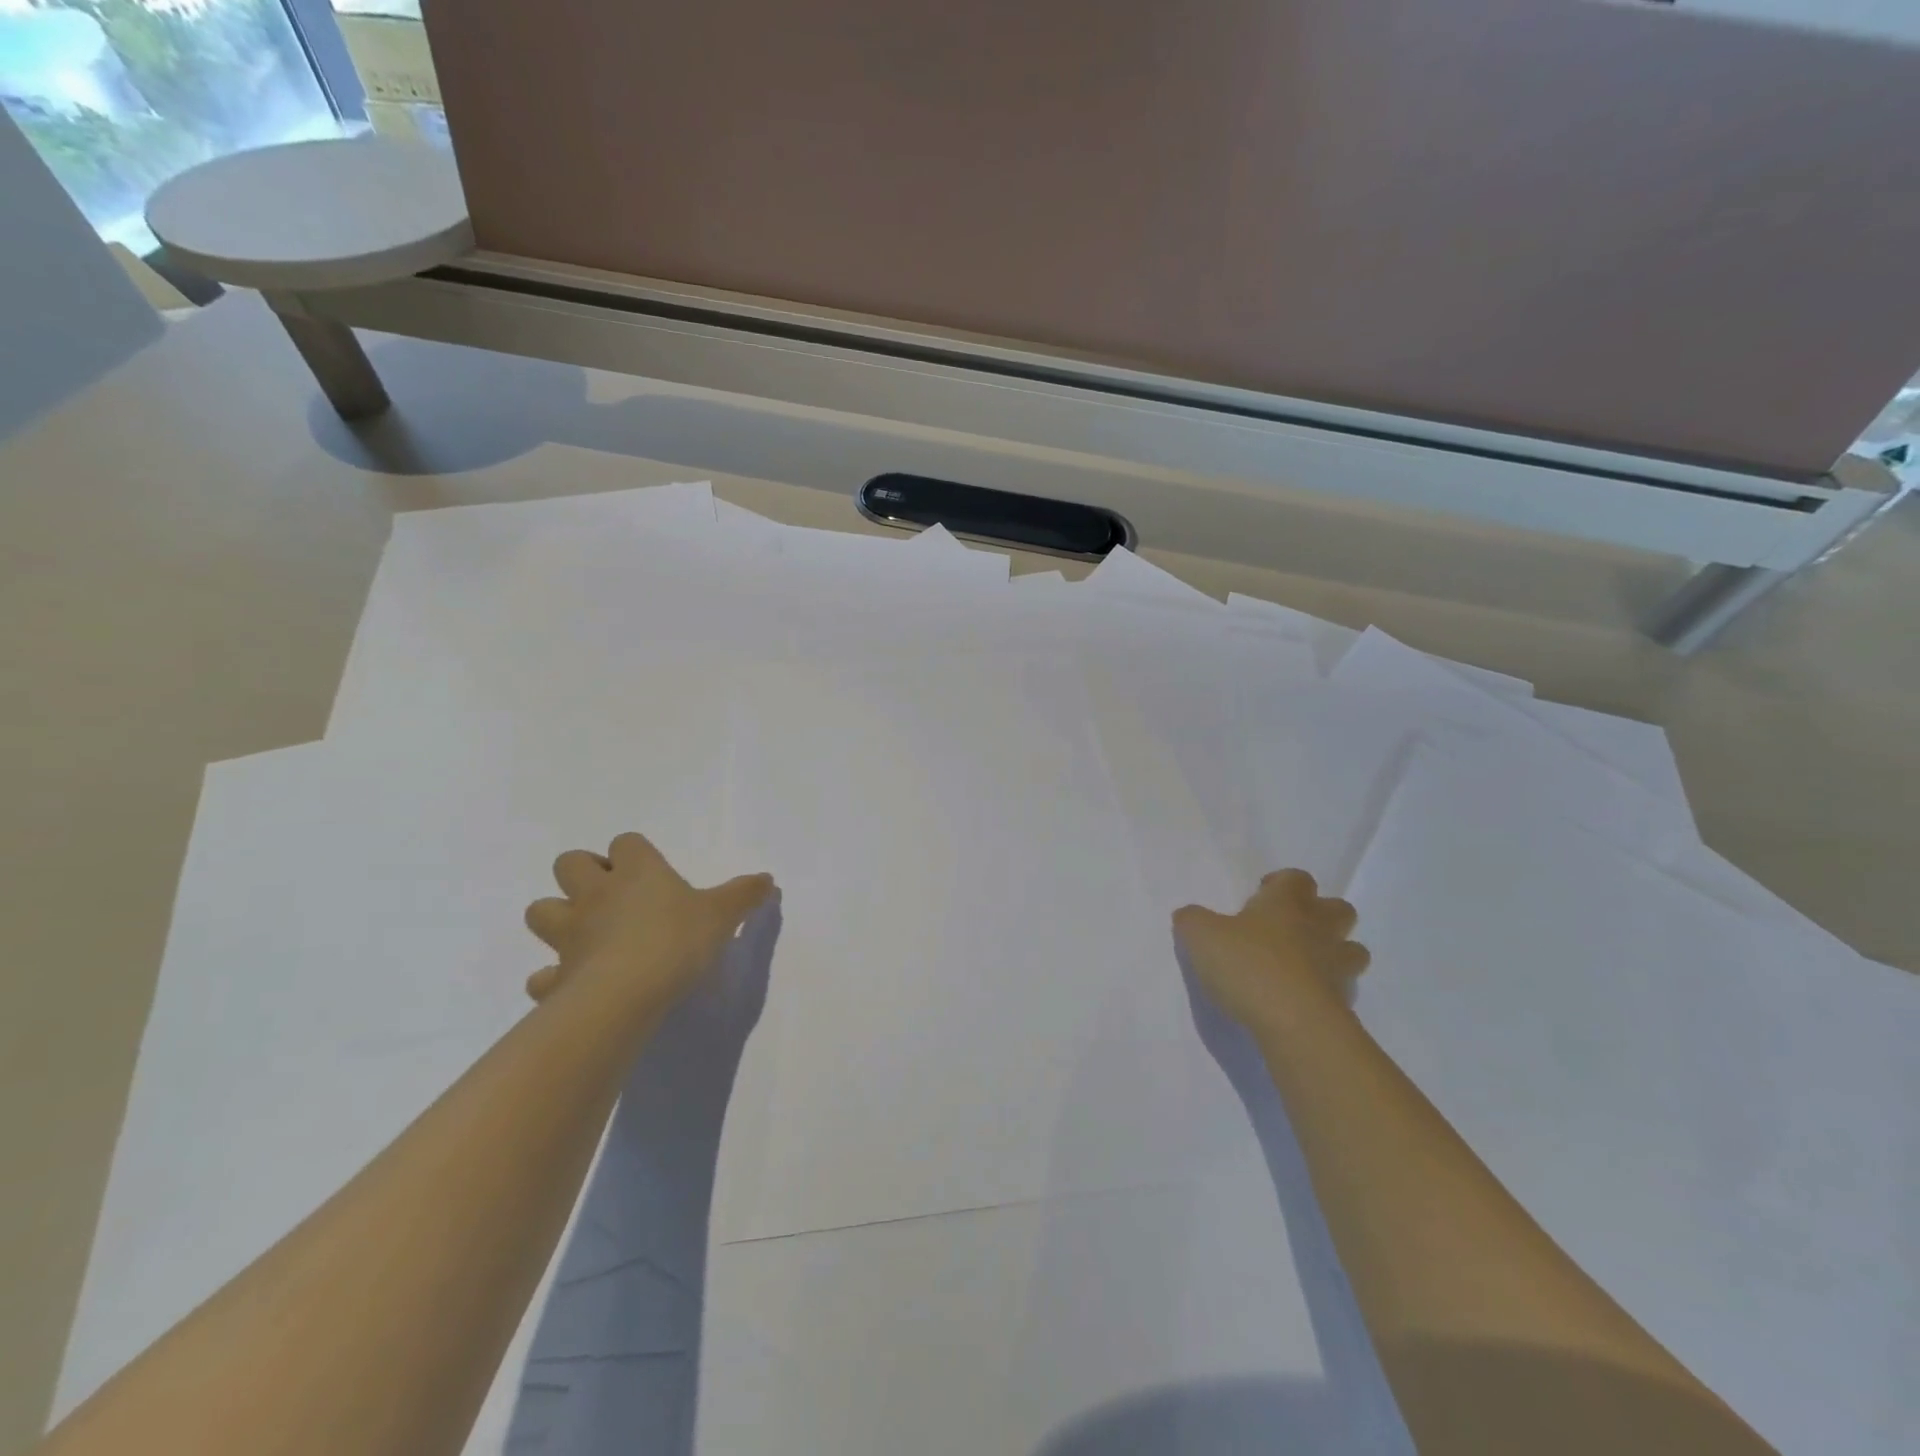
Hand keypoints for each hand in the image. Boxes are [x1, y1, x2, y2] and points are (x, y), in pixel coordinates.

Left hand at [523, 832, 774, 1013]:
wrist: (627, 994)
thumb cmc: (678, 940)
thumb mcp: (722, 914)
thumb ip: (745, 895)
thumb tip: (768, 878)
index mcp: (638, 872)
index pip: (626, 842)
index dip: (633, 853)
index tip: (650, 871)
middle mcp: (597, 895)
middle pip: (569, 863)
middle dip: (582, 873)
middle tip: (611, 895)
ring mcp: (570, 934)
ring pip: (541, 910)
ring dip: (557, 917)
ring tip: (585, 934)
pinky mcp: (558, 976)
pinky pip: (543, 975)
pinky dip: (553, 978)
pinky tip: (572, 985)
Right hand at [1173, 869, 1369, 1029]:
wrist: (1294, 1023)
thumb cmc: (1247, 965)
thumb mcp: (1200, 936)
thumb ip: (1192, 921)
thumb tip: (1189, 916)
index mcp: (1286, 903)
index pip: (1296, 879)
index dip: (1281, 884)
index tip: (1260, 897)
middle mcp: (1319, 928)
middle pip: (1338, 909)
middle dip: (1320, 915)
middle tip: (1289, 930)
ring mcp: (1338, 966)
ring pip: (1352, 949)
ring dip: (1334, 953)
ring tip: (1304, 967)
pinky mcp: (1345, 1003)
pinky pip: (1344, 989)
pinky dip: (1329, 991)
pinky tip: (1303, 1001)